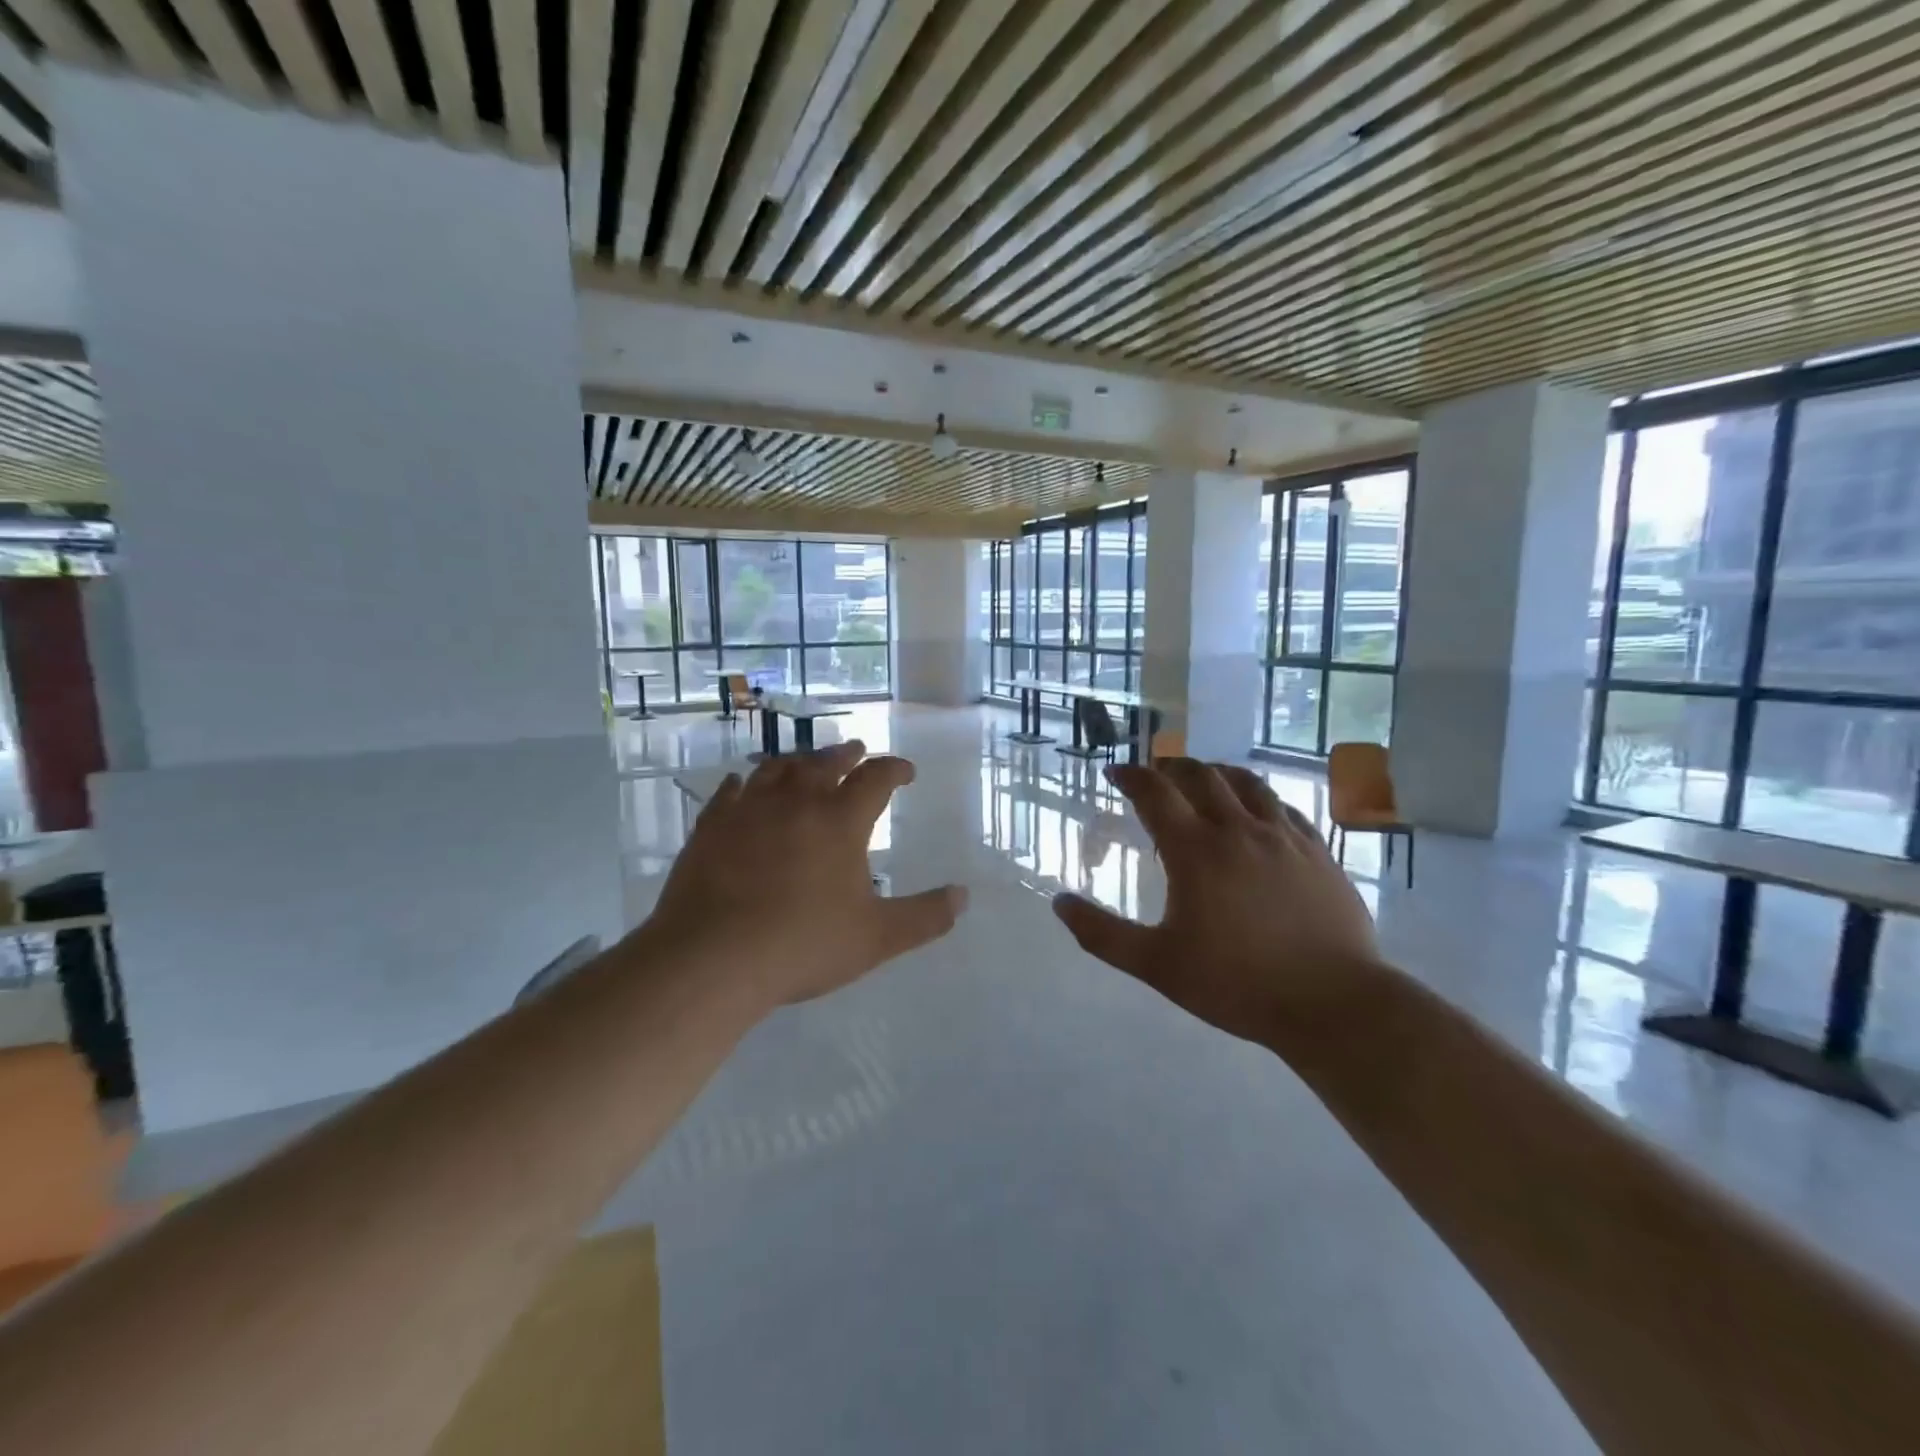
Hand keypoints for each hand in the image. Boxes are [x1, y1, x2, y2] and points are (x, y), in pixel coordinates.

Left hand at [642, 741, 967, 1009]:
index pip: (876, 778)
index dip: (895, 769)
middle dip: (847, 754)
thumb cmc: (803, 945)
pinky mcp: (710, 826)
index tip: (906, 771)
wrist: (712, 958)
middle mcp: (796, 802)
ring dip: (798, 761)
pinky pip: (729, 791)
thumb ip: (924, 916)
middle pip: (826, 763)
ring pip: (777, 768)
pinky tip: (742, 784)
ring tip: (806, 762)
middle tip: (857, 750)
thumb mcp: (876, 937)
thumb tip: (963, 896)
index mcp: (840, 820)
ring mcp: (748, 809)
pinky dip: (743, 783)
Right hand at [1053, 759, 1381, 1046]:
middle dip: (1171, 767)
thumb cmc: (1236, 983)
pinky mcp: (1318, 852)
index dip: (1130, 776)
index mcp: (1196, 850)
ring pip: (1247, 783)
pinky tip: (1257, 812)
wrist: (1333, 1004)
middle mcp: (1239, 830)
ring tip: (1204, 778)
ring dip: (1217, 772)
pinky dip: (1259, 798)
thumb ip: (1102, 934)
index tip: (1115, 772)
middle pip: (1201, 775)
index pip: (1155, 793)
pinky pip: (1284, 807)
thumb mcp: (1157, 965)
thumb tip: (1059, 903)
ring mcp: (1284, 837)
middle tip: (1156, 773)